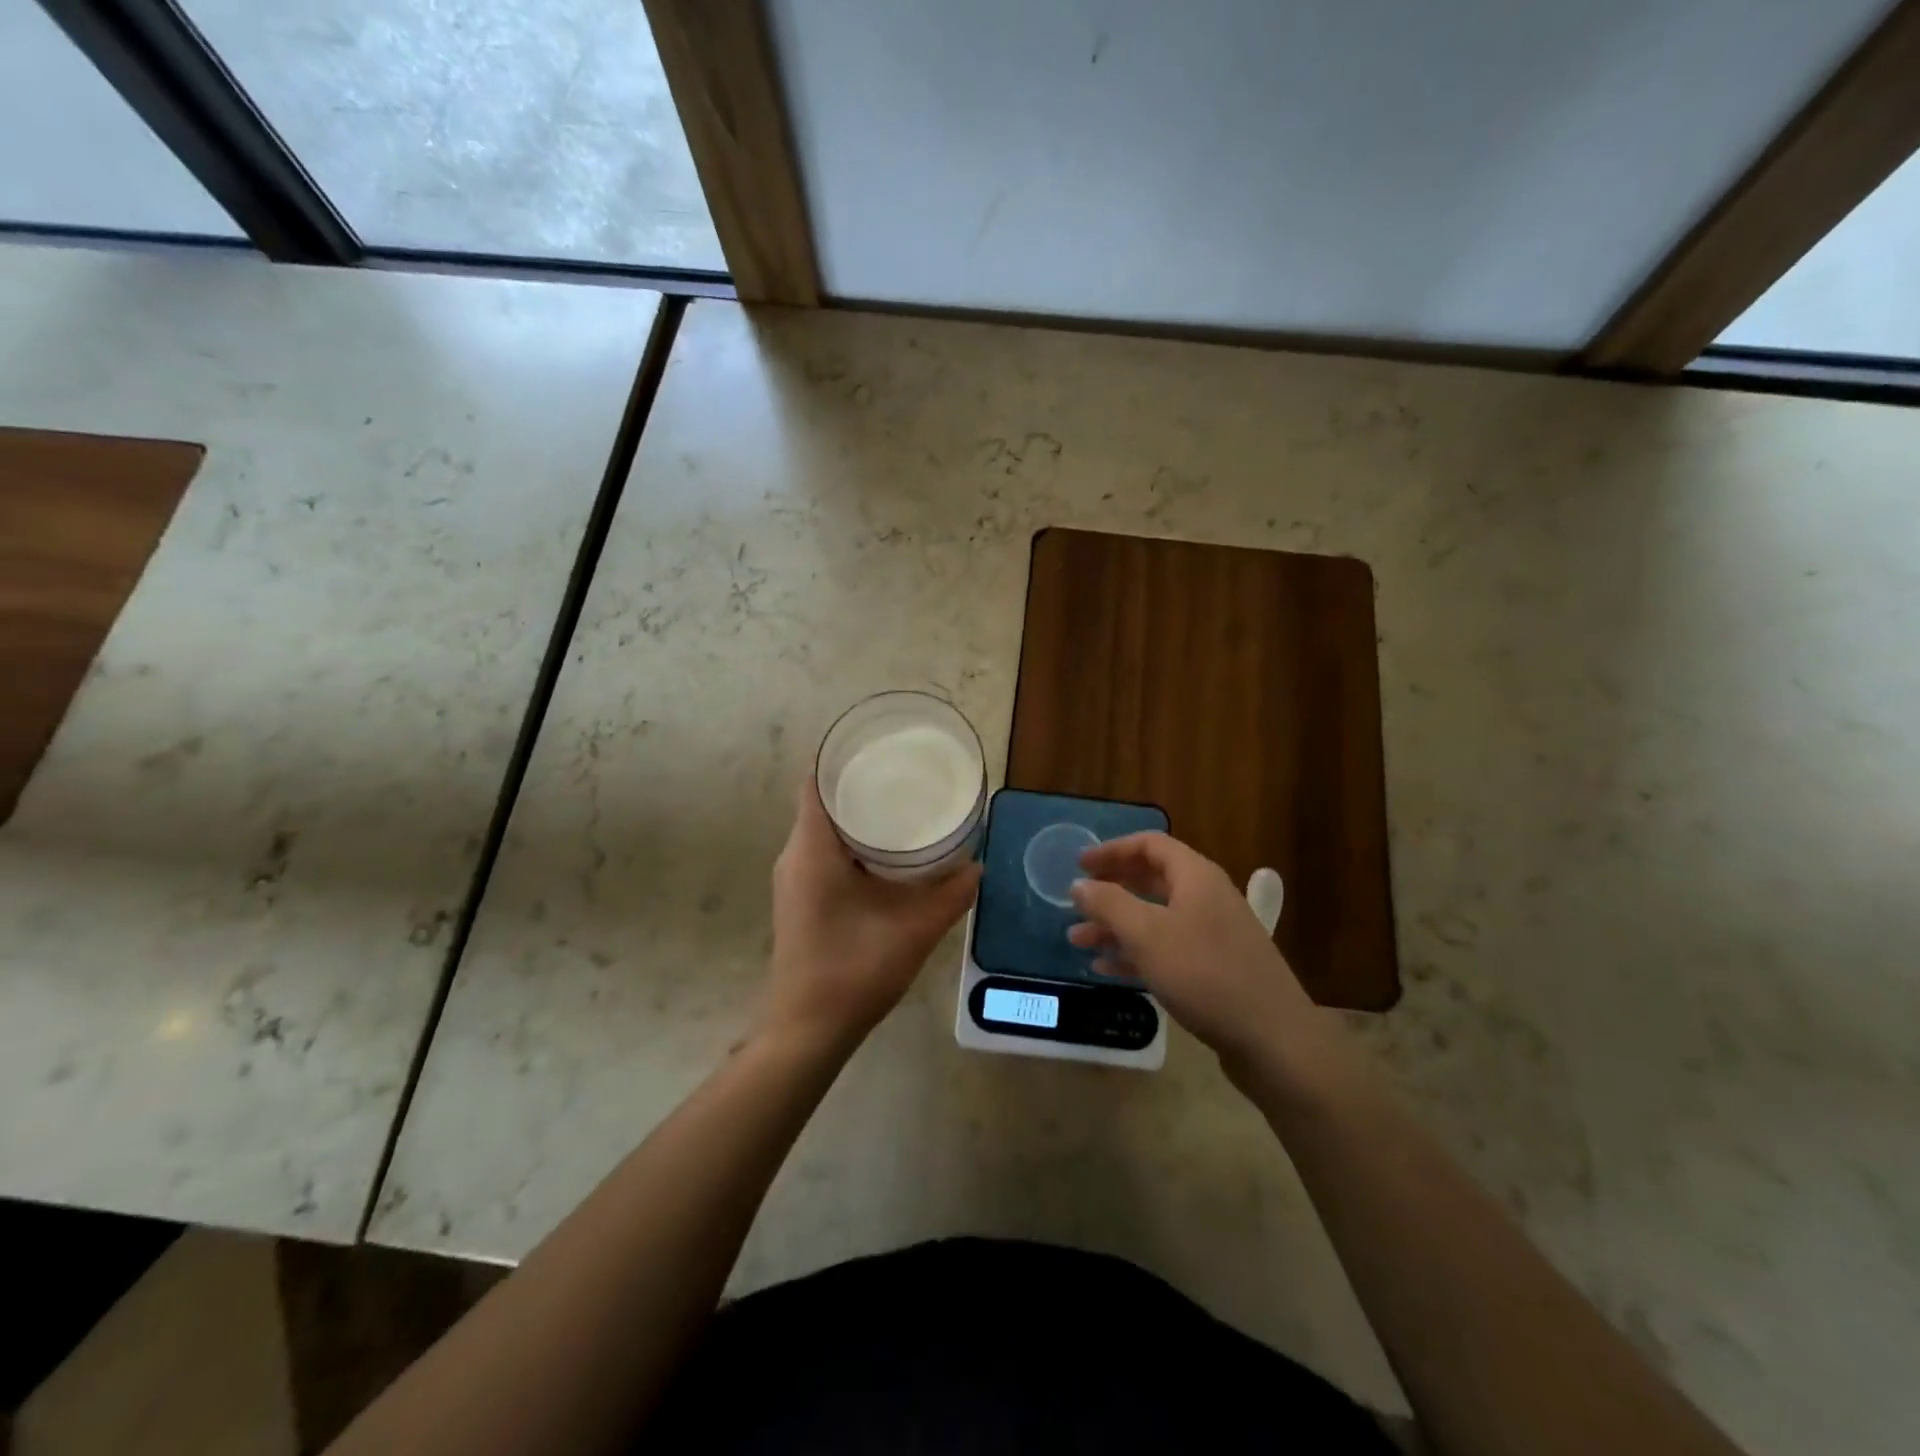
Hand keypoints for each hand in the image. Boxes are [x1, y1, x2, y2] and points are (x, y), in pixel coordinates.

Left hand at [761, 777, 980, 1049]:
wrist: (807, 1029)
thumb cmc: (853, 971)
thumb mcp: (913, 930)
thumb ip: (950, 895)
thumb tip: (978, 864)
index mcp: (812, 849)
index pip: (816, 780)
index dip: (842, 755)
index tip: (880, 743)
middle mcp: (795, 855)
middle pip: (822, 798)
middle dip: (859, 781)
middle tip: (905, 771)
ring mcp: (794, 877)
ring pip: (823, 826)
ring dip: (856, 811)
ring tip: (901, 801)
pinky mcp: (801, 896)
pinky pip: (823, 849)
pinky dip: (851, 839)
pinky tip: (887, 850)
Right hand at [1069, 833, 1327, 1073]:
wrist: (1273, 1039)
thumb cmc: (1204, 974)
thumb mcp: (1147, 935)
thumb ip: (1109, 904)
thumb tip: (1079, 884)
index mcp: (1196, 877)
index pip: (1150, 845)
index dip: (1112, 850)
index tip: (1079, 865)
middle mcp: (1206, 898)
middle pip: (1151, 881)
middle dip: (1110, 891)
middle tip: (1076, 903)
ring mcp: (1213, 934)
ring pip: (1155, 918)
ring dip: (1116, 926)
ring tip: (1078, 942)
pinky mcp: (1214, 968)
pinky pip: (1167, 949)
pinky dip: (1136, 953)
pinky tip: (1107, 969)